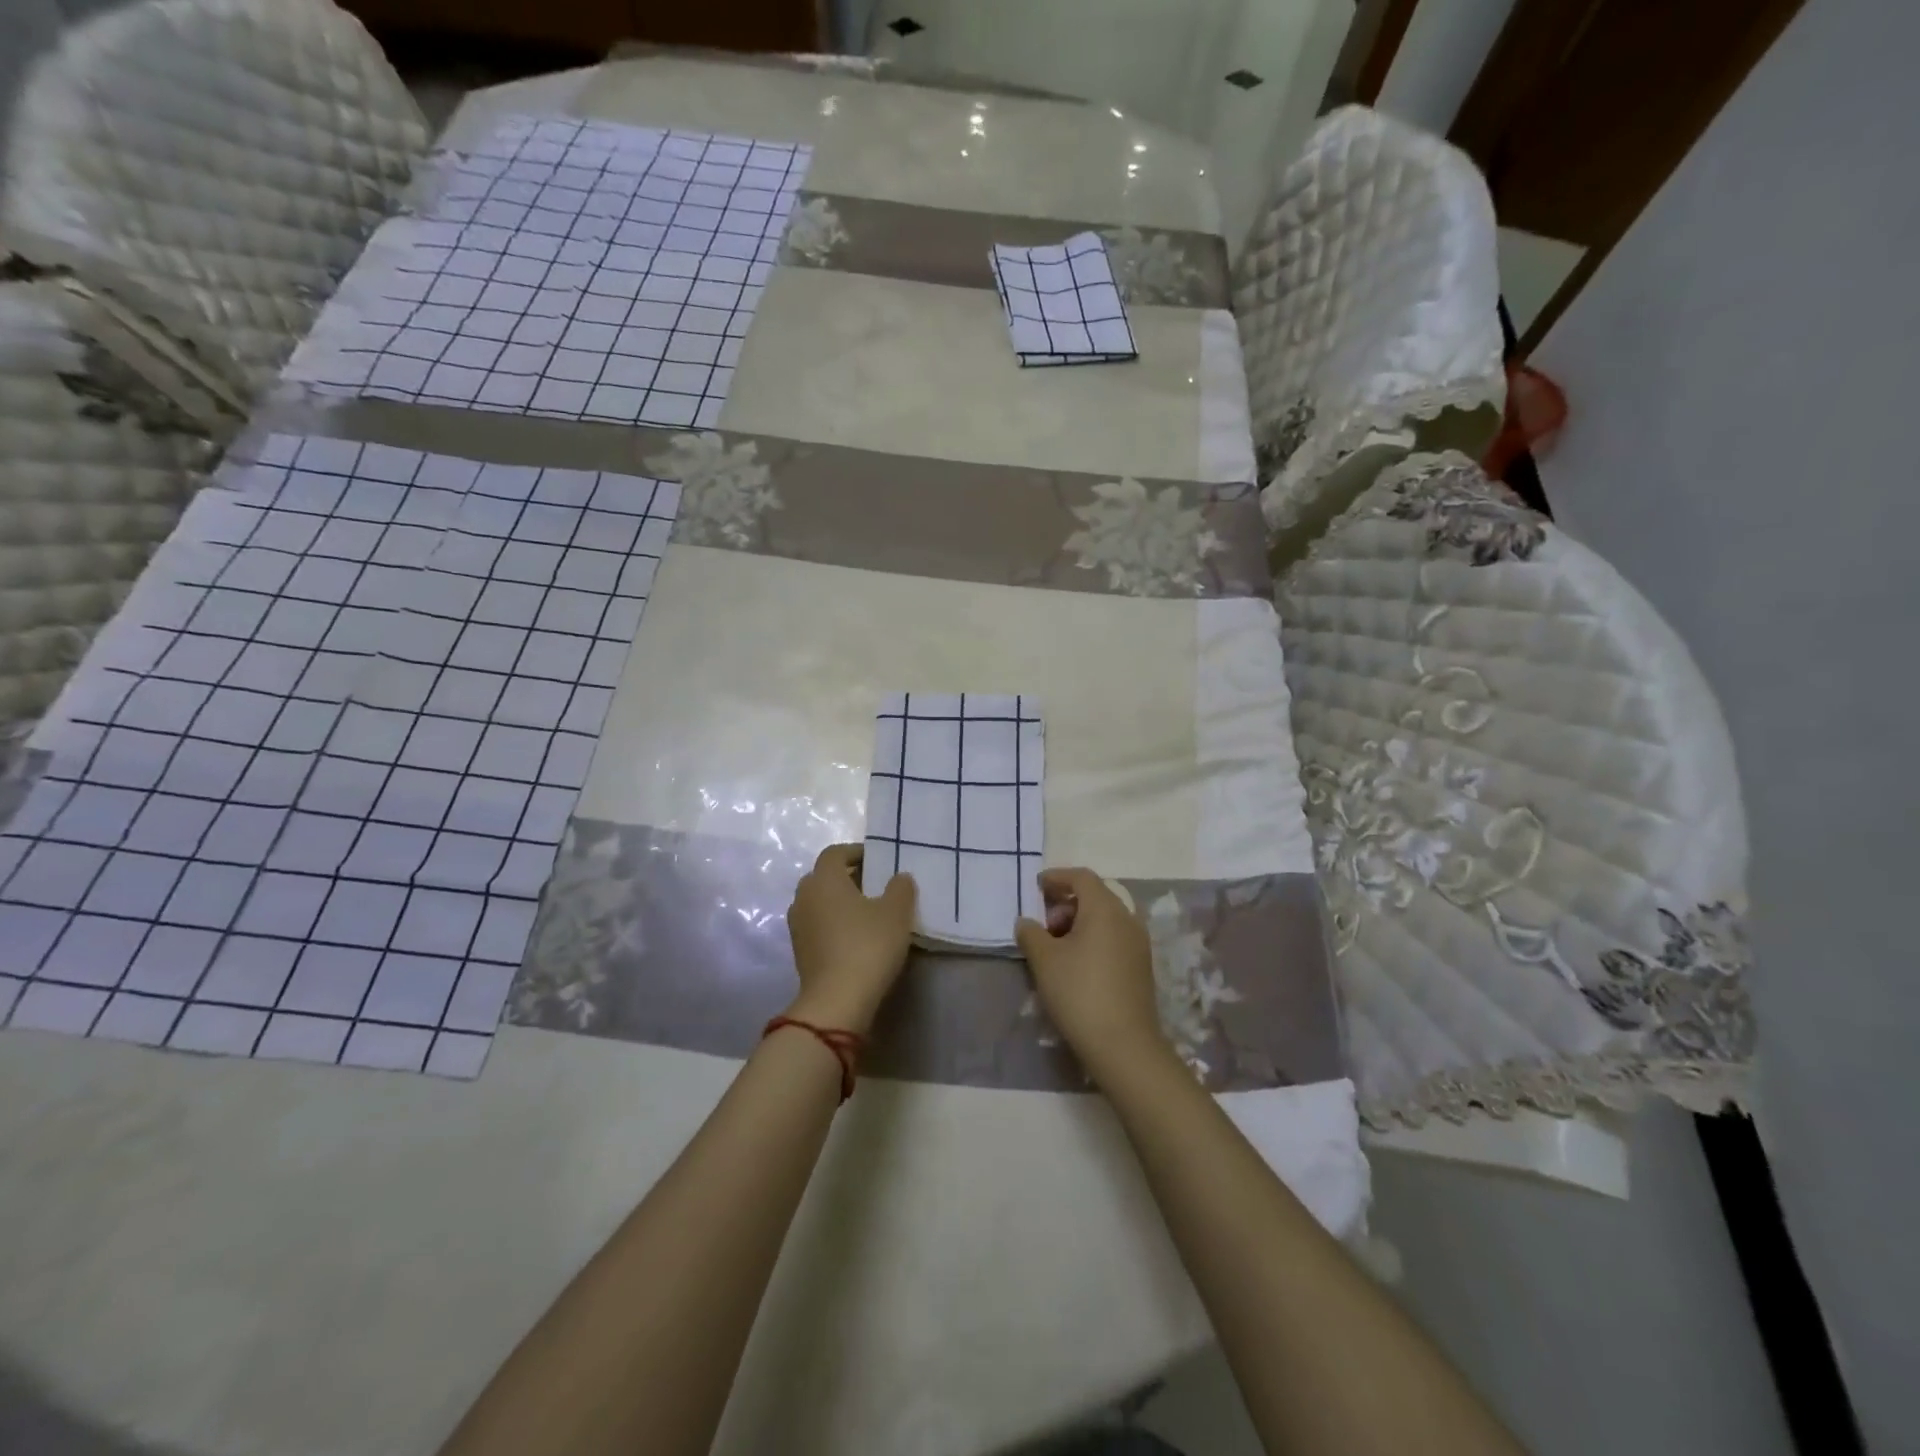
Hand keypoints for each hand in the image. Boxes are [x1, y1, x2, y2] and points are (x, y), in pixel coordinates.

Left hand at [784, 844, 916, 1034]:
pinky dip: (834, 923)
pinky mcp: (799, 951)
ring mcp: (797, 925)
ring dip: (839, 902)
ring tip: (867, 912)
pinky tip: (855, 936)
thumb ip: (900, 888)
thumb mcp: (896, 913)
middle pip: (824, 877)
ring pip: (819, 902)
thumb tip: (899, 877)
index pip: (835, 853)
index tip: (878, 860)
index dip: (856, 852)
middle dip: (848, 877)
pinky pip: (817, 925)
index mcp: (824, 879)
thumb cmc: (867, 945)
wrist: (836, 1000)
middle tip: (875, 884)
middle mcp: (804, 896)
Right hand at [1015, 868, 1170, 1085]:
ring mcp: (1138, 944)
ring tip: (1056, 946)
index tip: (1037, 886)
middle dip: (1066, 902)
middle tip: (1044, 923)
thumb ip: (1031, 933)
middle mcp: (1127, 919)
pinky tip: (1076, 963)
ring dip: (1079, 922)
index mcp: (1105, 908)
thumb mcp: (1044, 960)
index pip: (1081, 877)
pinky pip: (1114, 937)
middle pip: (1095, 896)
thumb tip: (1027, 922)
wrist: (1123, 1045)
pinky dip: (1093, 938)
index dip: (1057, 877)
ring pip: (1106, 918)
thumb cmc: (1079, 992)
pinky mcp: (1141, 967)